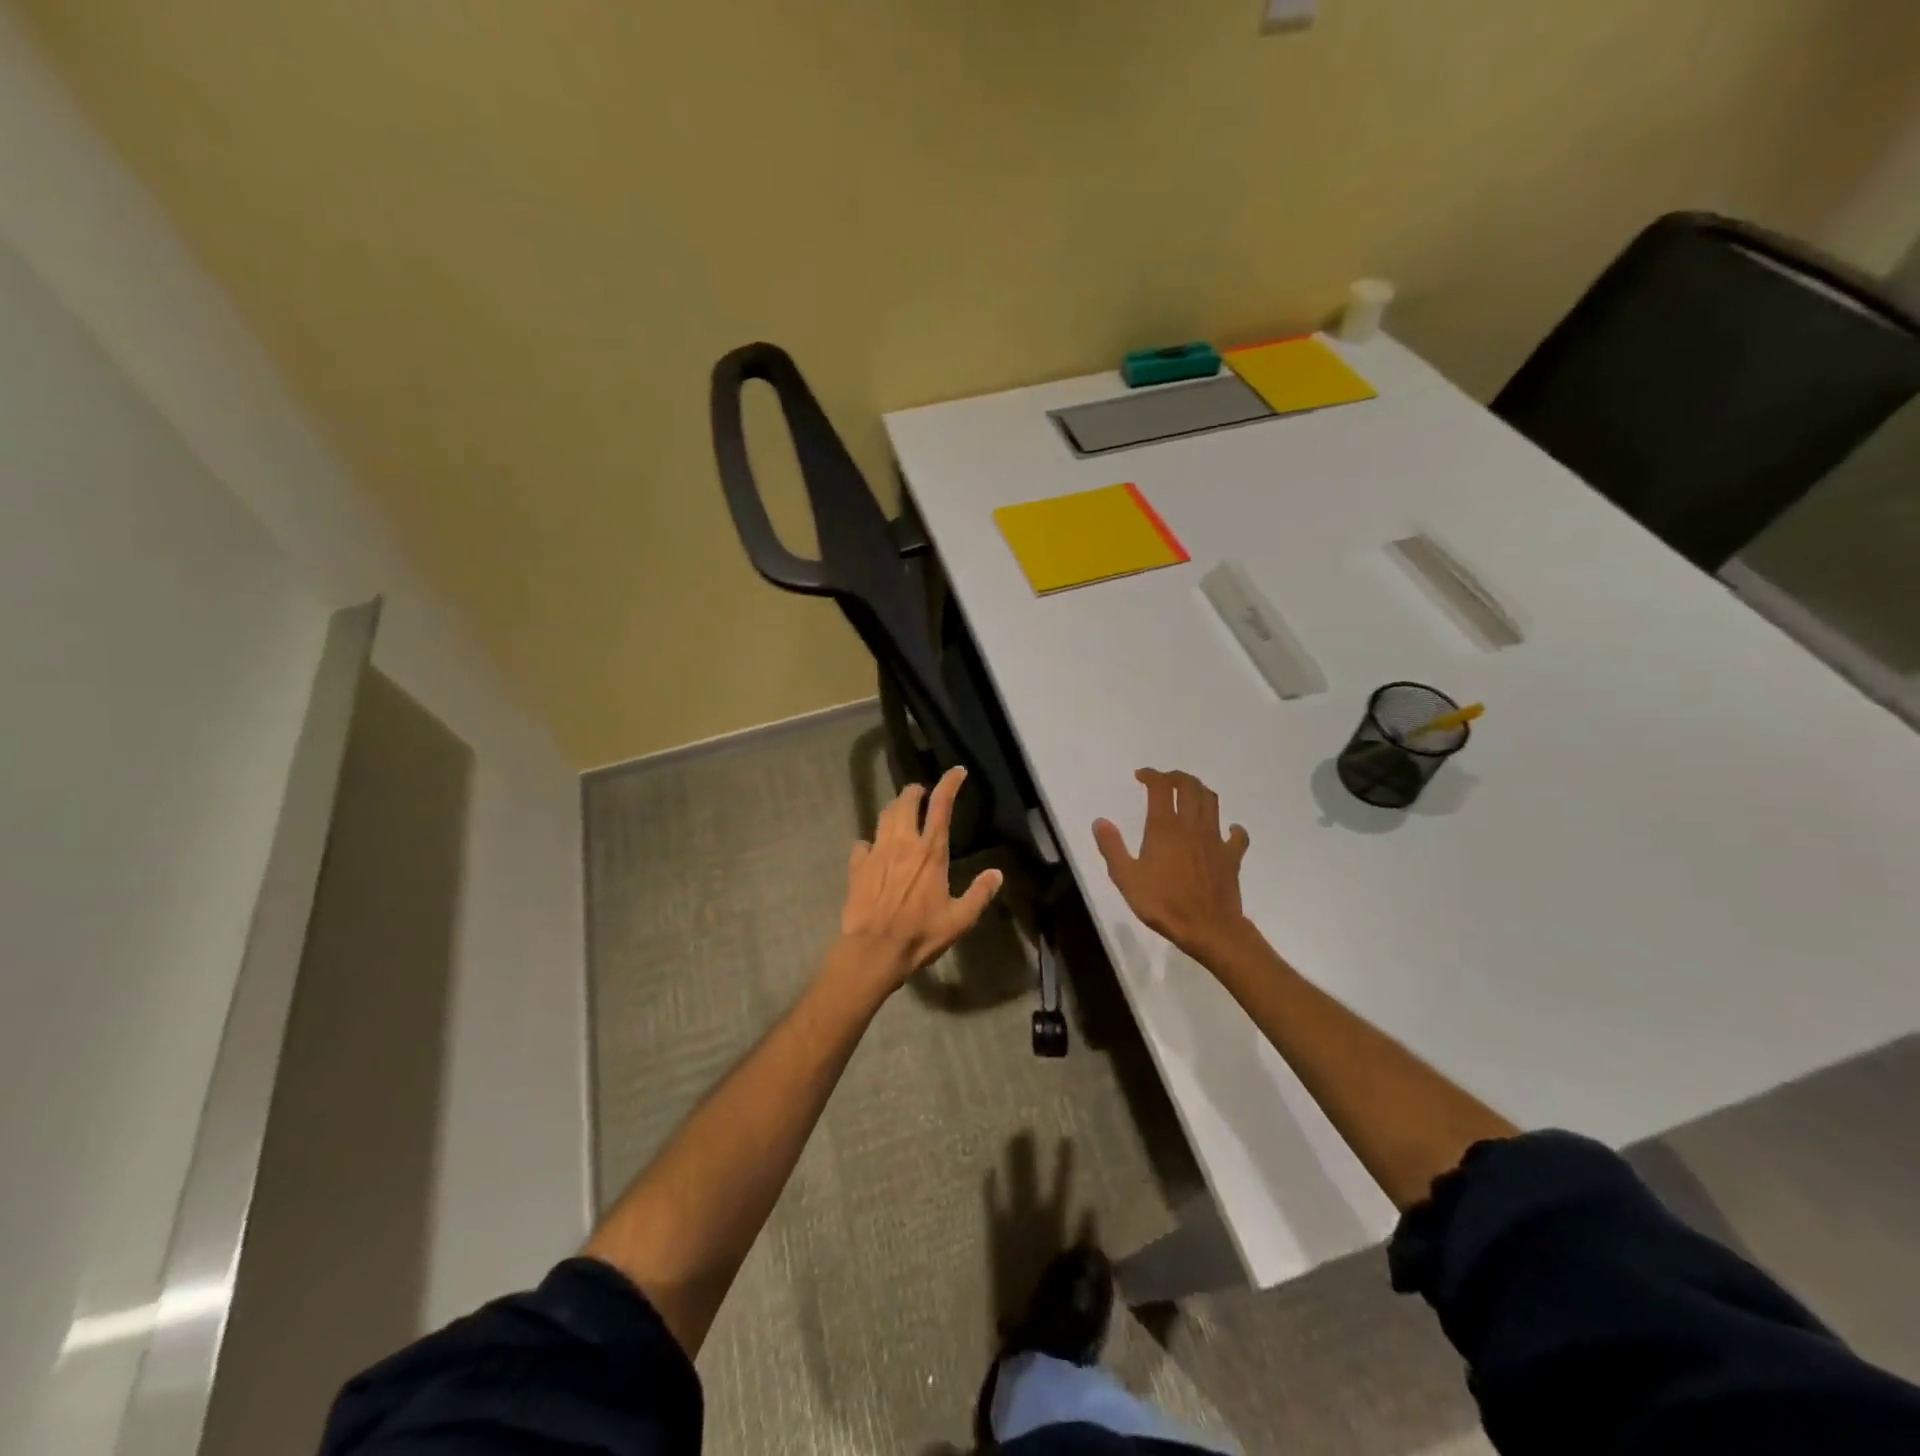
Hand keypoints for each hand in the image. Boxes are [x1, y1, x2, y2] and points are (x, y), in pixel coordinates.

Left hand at [837, 766, 1002, 991]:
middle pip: (906, 802)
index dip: (949, 783)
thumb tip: (996, 874)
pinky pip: (862, 844)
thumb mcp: (960, 919)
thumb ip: (979, 894)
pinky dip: (870, 842)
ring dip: (894, 808)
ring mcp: (877, 852)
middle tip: (920, 793)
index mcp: (931, 852)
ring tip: (900, 812)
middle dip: (914, 791)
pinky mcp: (857, 866)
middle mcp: (903, 843)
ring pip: (884, 816)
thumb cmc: (921, 934)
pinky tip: (872, 850)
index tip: (956, 771)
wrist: (874, 950)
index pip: (941, 805)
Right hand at [1093, 769, 1250, 963]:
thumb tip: (1100, 821)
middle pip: (1189, 786)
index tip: (1141, 776)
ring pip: (1211, 802)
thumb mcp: (1126, 877)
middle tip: (1164, 781)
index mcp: (1164, 827)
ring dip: (1200, 791)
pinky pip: (1236, 835)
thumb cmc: (1162, 903)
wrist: (1208, 929)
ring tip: (1189, 794)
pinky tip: (1227, 830)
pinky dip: (1232, 828)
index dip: (1151, 775)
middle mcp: (1191, 825)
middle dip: (1176, 777)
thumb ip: (1112, 847)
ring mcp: (1215, 839)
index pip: (1160, 787)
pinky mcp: (1231, 856)